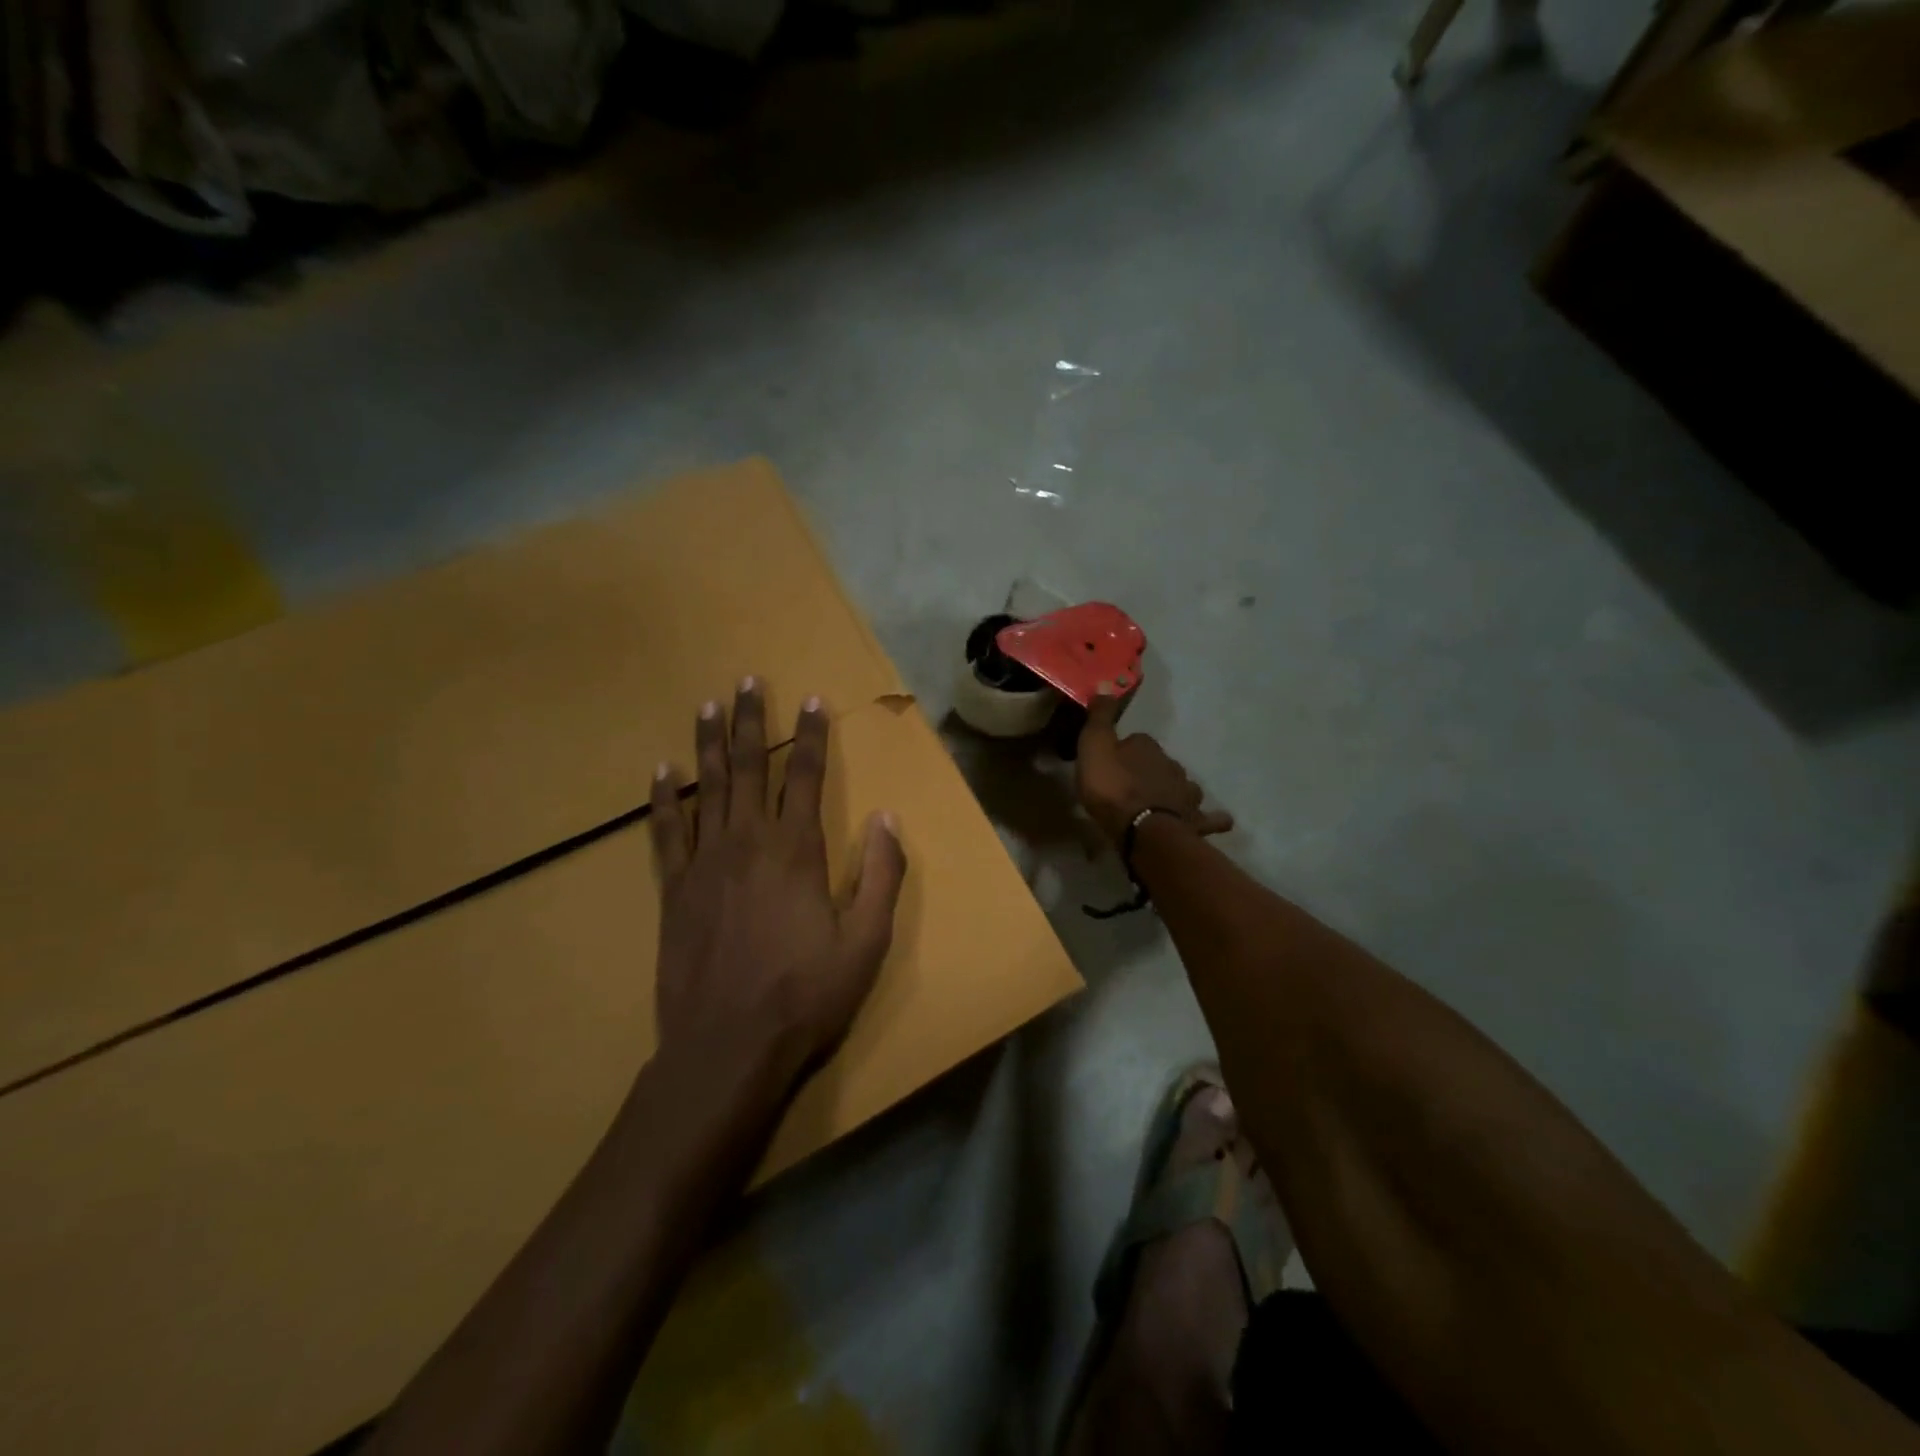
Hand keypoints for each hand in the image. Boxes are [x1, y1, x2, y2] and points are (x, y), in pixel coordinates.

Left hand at [649, 680, 906, 1091]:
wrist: (726, 1048)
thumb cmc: (805, 996)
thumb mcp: (866, 942)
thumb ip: (881, 875)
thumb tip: (888, 818)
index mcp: (797, 851)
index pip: (805, 776)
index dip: (811, 736)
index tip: (812, 700)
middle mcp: (748, 842)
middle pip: (751, 767)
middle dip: (752, 721)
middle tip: (747, 680)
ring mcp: (704, 863)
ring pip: (707, 788)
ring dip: (708, 744)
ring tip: (707, 705)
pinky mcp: (673, 889)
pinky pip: (666, 831)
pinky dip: (663, 798)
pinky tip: (661, 771)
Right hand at [1076, 686, 1233, 845]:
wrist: (1142, 829)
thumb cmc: (1113, 788)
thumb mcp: (1094, 747)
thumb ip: (1099, 718)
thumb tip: (1105, 684)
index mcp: (1147, 746)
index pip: (1136, 740)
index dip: (1123, 750)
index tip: (1110, 761)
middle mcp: (1172, 765)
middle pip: (1161, 763)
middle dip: (1150, 770)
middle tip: (1132, 784)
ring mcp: (1187, 794)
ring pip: (1184, 786)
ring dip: (1176, 791)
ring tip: (1165, 801)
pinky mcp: (1195, 821)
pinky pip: (1208, 818)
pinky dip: (1211, 818)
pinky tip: (1213, 820)